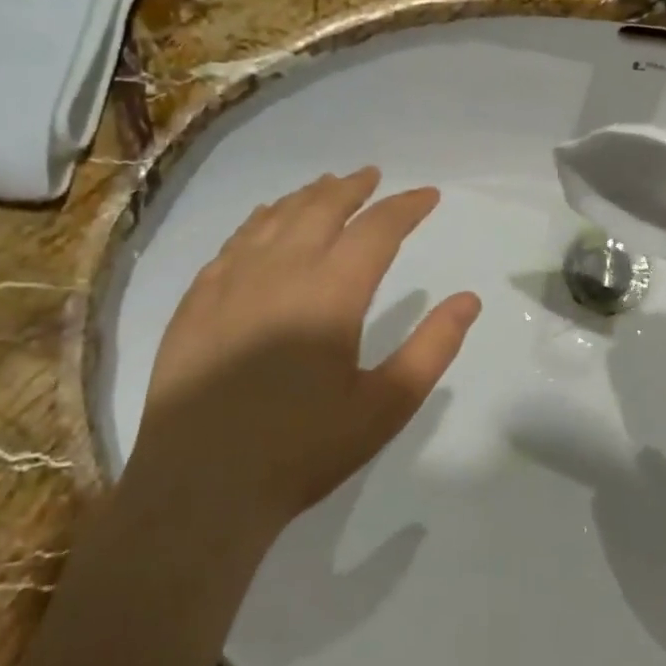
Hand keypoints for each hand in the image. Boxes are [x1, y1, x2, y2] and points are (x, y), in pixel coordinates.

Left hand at [132, 167, 480, 537]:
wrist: (199, 488)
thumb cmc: (302, 450)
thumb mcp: (385, 406)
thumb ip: (432, 348)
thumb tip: (469, 299)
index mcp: (330, 293)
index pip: (376, 230)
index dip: (406, 207)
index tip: (427, 196)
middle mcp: (279, 271)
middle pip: (321, 208)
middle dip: (354, 188)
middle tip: (374, 177)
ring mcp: (230, 282)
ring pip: (275, 218)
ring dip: (307, 196)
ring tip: (328, 185)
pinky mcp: (196, 301)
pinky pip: (234, 242)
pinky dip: (260, 220)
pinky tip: (265, 221)